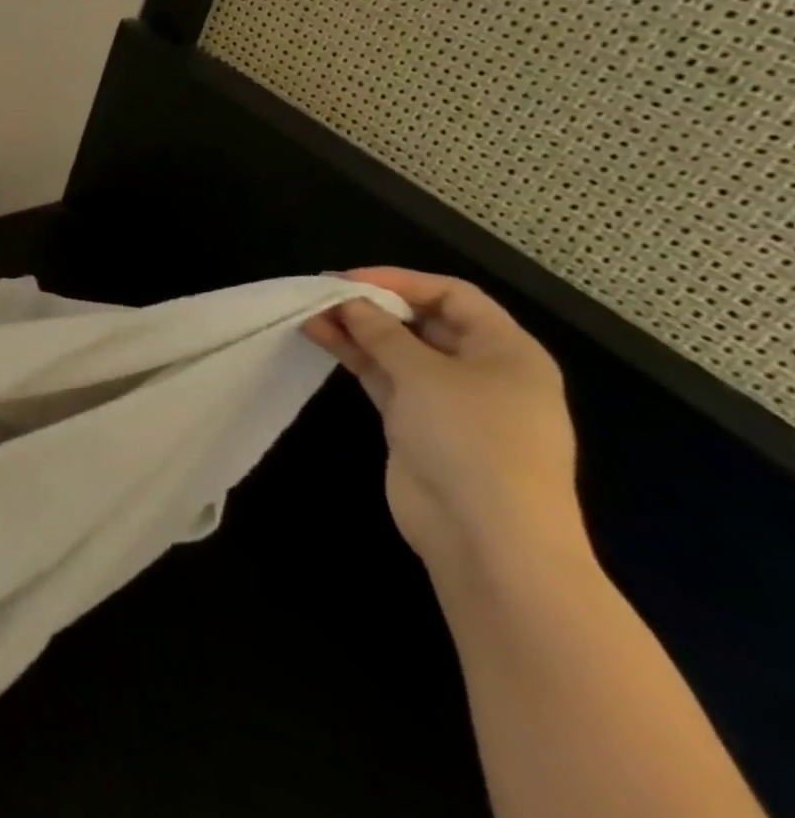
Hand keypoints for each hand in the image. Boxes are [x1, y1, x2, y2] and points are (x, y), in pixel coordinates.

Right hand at [303, 269, 590, 583]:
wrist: (488, 537)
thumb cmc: (473, 441)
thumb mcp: (425, 374)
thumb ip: (382, 332)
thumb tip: (350, 302)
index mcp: (507, 352)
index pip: (453, 296)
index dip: (401, 281)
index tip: (349, 279)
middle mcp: (482, 371)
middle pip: (424, 321)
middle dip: (374, 305)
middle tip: (323, 294)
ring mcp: (449, 401)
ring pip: (398, 350)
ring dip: (357, 330)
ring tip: (309, 314)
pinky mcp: (418, 424)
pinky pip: (385, 377)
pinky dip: (355, 357)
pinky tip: (320, 339)